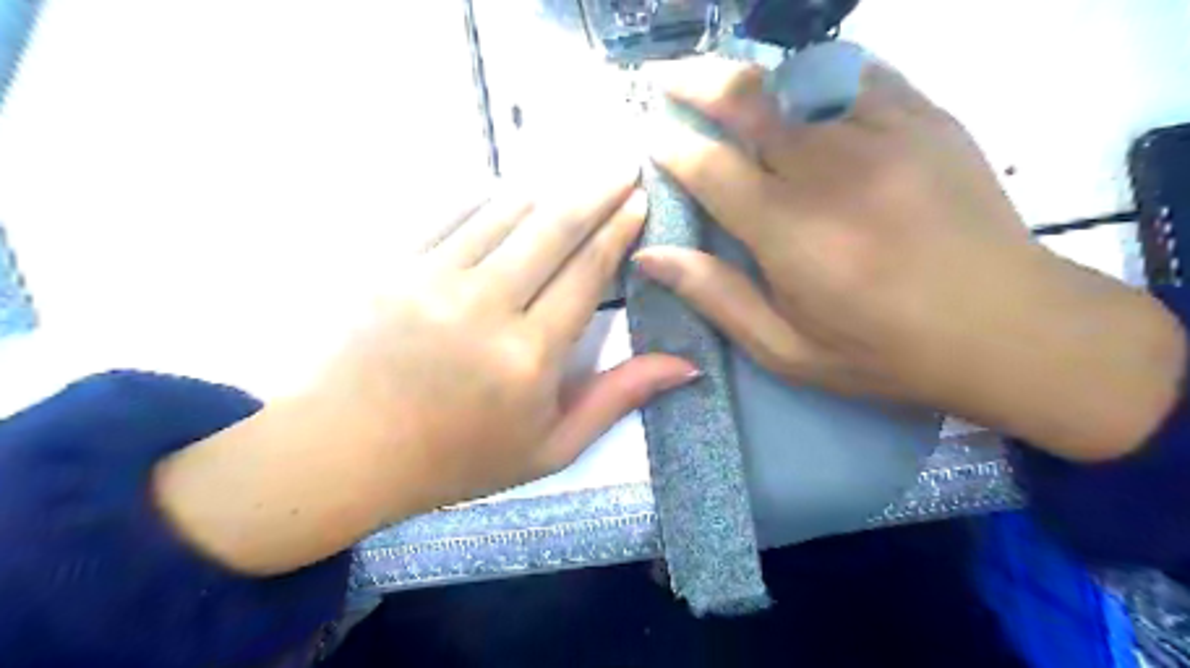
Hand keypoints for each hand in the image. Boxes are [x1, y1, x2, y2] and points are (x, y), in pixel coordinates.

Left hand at [155, 161, 698, 573]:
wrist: (344, 453)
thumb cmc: (457, 459)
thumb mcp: (550, 447)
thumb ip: (617, 399)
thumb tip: (686, 366)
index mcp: (529, 356)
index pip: (588, 272)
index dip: (619, 230)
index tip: (639, 202)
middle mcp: (485, 306)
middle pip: (555, 227)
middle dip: (597, 190)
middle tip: (623, 166)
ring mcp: (433, 279)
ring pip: (506, 211)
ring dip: (548, 189)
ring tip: (574, 177)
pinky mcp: (394, 265)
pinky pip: (451, 213)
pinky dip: (488, 196)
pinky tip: (508, 191)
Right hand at [637, 54, 1183, 462]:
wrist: (1004, 326)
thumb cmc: (881, 351)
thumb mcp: (784, 348)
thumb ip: (715, 296)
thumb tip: (649, 256)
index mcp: (787, 230)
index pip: (709, 167)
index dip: (672, 147)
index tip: (652, 139)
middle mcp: (828, 168)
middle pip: (747, 100)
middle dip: (695, 82)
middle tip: (665, 77)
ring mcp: (882, 132)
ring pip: (796, 77)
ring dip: (752, 80)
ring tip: (726, 86)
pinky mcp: (926, 117)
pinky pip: (856, 73)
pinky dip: (816, 74)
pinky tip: (802, 90)